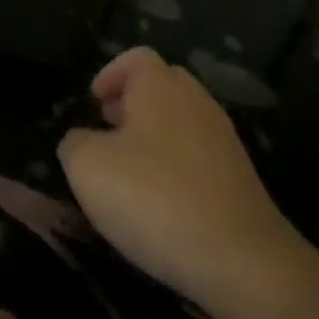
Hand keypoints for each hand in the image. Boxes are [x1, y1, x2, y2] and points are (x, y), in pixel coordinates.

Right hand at [58, 48, 304, 308]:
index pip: (136, 57)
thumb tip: (82, 141)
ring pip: (183, 122)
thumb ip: (75, 143)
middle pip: (164, 85)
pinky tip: (161, 202)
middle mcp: (197, 104)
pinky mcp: (240, 181)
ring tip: (129, 171)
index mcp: (161, 89)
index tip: (93, 101)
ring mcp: (224, 142)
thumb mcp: (89, 168)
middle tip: (108, 129)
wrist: (242, 261)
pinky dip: (176, 167)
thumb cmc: (155, 198)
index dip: (111, 73)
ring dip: (154, 137)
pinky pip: (200, 157)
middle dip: (133, 102)